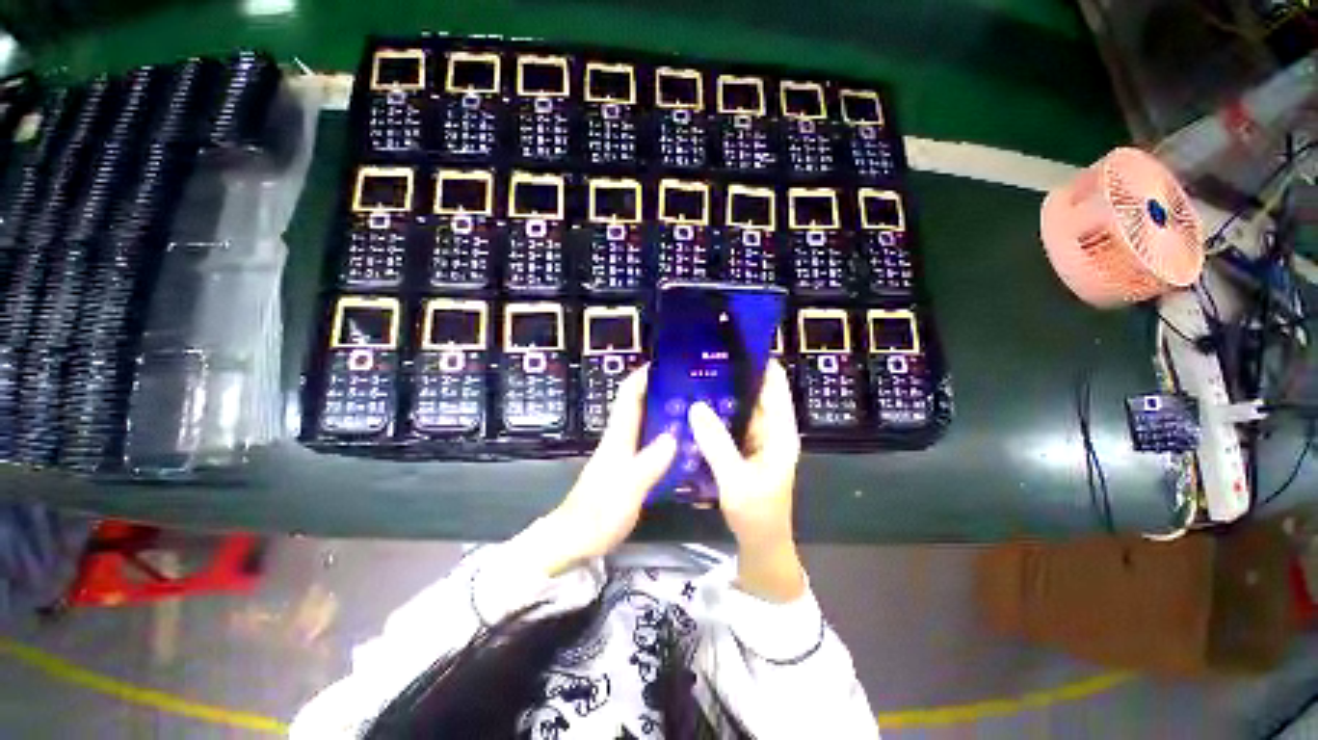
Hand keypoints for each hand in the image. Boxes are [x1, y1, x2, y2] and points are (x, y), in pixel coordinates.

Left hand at [542, 366, 675, 572]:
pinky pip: (645, 440)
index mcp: (617, 437)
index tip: (664, 363)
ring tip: (690, 407)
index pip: (628, 396)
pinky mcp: (624, 468)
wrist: (572, 540)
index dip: (642, 376)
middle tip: (688, 385)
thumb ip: (648, 464)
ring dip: (661, 409)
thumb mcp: (627, 490)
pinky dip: (661, 433)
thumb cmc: (597, 514)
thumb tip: (673, 438)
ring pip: (642, 421)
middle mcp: (618, 439)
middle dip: (658, 389)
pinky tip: (679, 441)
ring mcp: (620, 454)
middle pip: (636, 404)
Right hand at [688, 360, 804, 601]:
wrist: (761, 545)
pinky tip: (694, 406)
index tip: (734, 342)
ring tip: (694, 375)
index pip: (775, 385)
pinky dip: (715, 413)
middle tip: (702, 357)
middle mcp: (771, 429)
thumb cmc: (757, 514)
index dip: (760, 362)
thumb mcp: (736, 479)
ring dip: (721, 393)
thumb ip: (717, 443)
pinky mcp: (742, 448)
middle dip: (732, 375)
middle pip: (754, 392)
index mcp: (781, 432)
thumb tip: (697, 405)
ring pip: (739, 407)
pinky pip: (729, 423)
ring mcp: (755, 439)